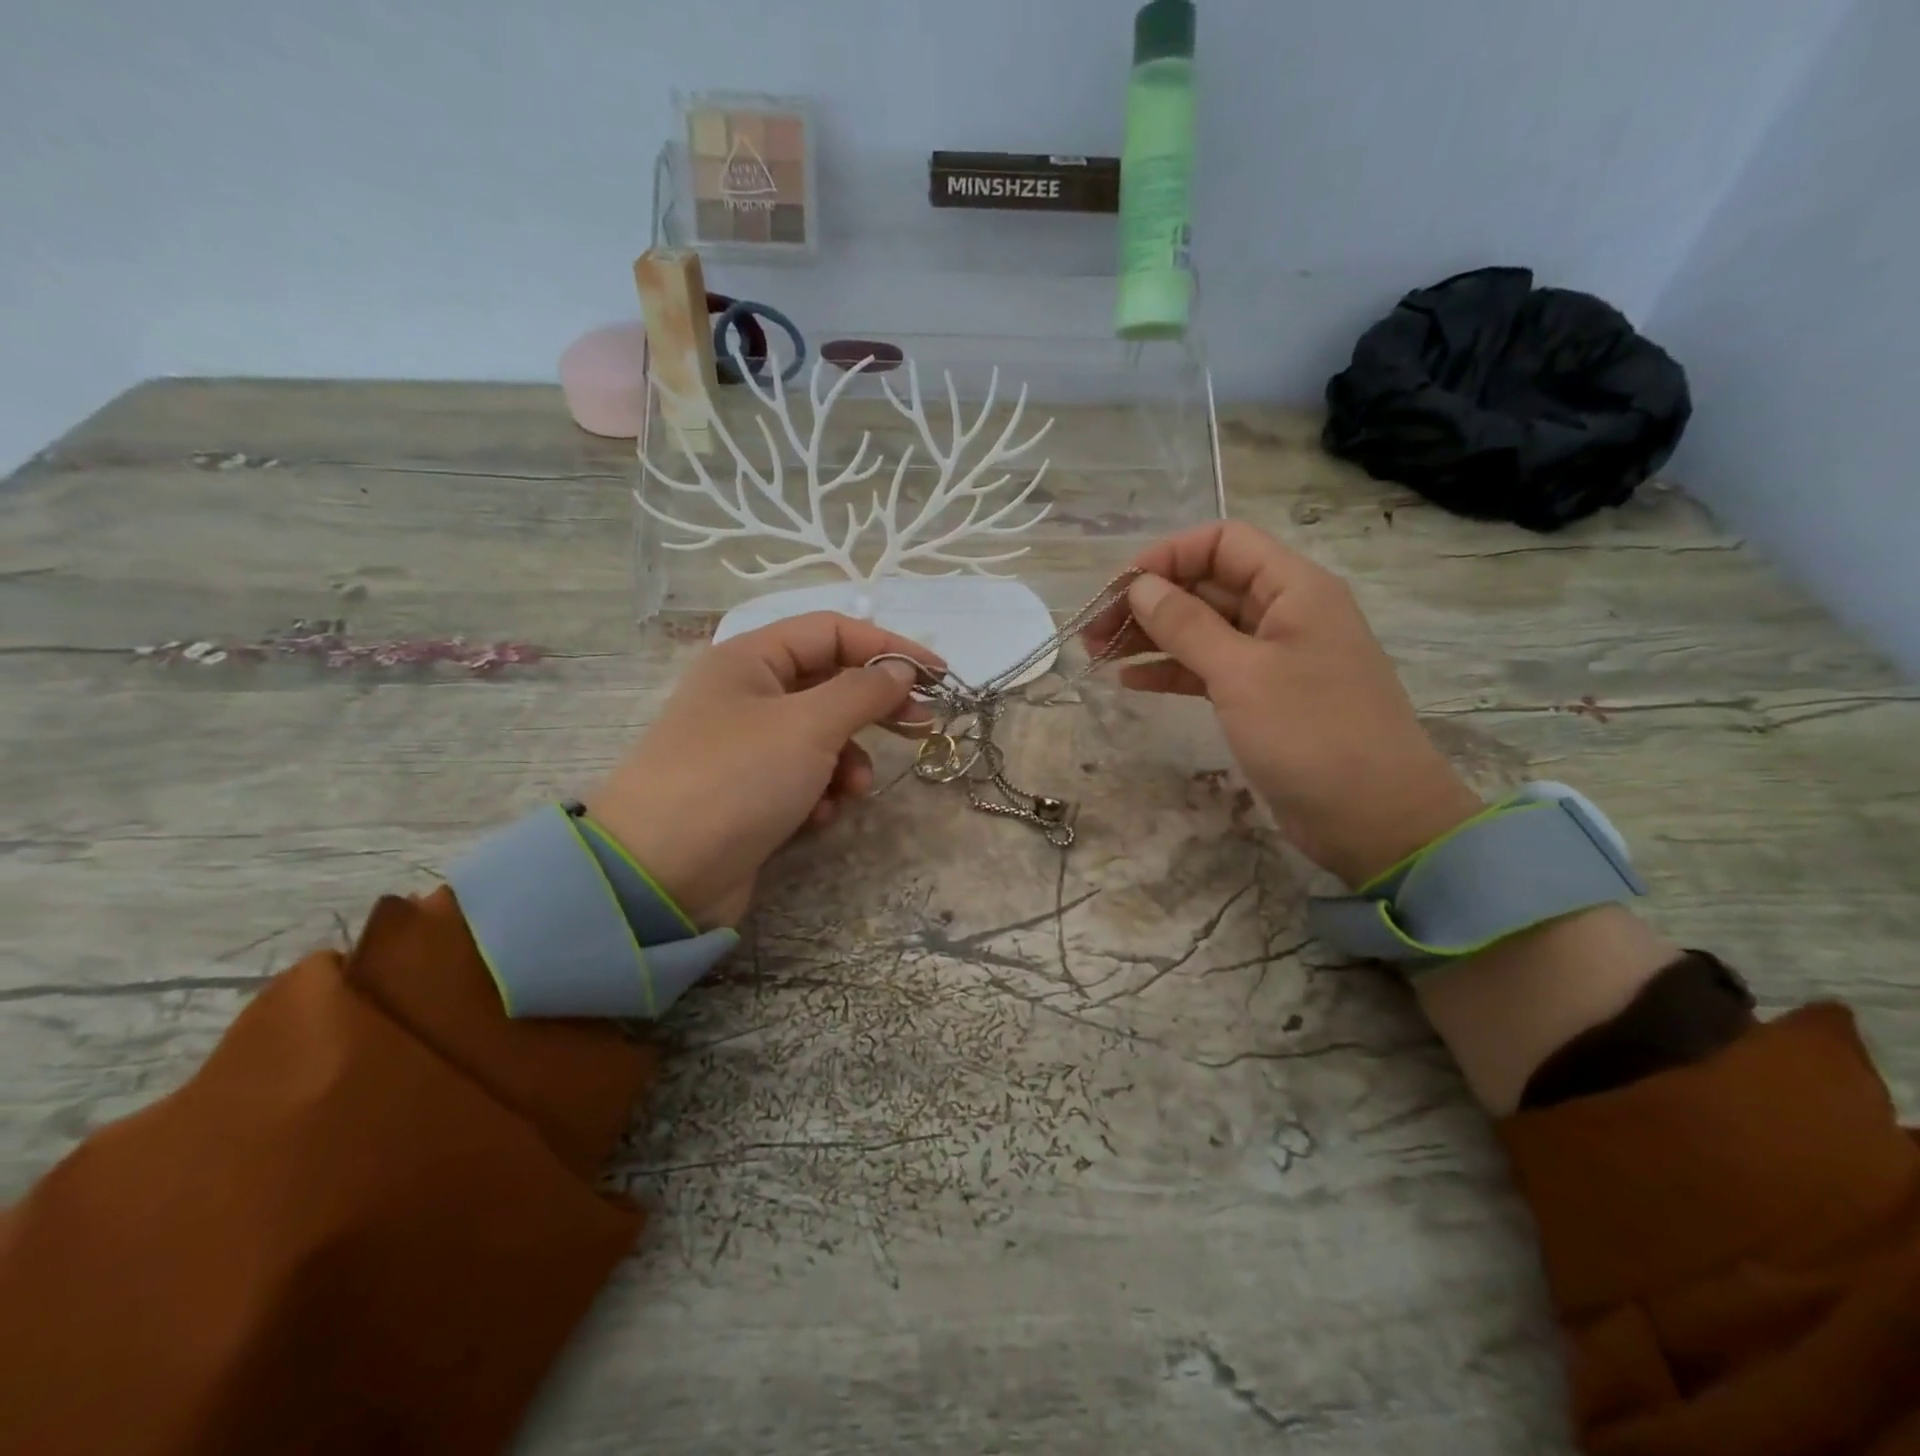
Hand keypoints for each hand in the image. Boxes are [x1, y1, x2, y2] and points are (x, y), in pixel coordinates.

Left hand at [585, 613, 938, 927]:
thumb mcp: (809, 726)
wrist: (660, 874)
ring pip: (822, 737)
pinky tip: (817, 818)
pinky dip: (820, 794)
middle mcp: (747, 694)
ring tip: (851, 790)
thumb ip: (863, 691)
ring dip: (847, 762)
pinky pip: (804, 778)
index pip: (833, 632)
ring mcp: (747, 746)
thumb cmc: (737, 778)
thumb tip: (901, 671)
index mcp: (750, 659)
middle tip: (920, 728)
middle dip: (875, 708)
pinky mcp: (751, 792)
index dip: (888, 647)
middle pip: (830, 684)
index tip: (938, 676)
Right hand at [1087, 521, 1480, 885]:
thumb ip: (1186, 625)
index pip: (1222, 543)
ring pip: (1201, 629)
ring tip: (1098, 656)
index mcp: (1293, 588)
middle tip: (1093, 631)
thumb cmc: (1312, 734)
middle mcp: (1283, 612)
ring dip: (1151, 637)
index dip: (1167, 557)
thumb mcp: (1242, 674)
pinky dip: (1170, 670)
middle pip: (1206, 585)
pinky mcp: (1261, 697)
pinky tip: (1130, 681)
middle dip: (1148, 602)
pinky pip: (1207, 669)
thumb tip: (1139, 586)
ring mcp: (1272, 657)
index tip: (1118, 590)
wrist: (1373, 818)